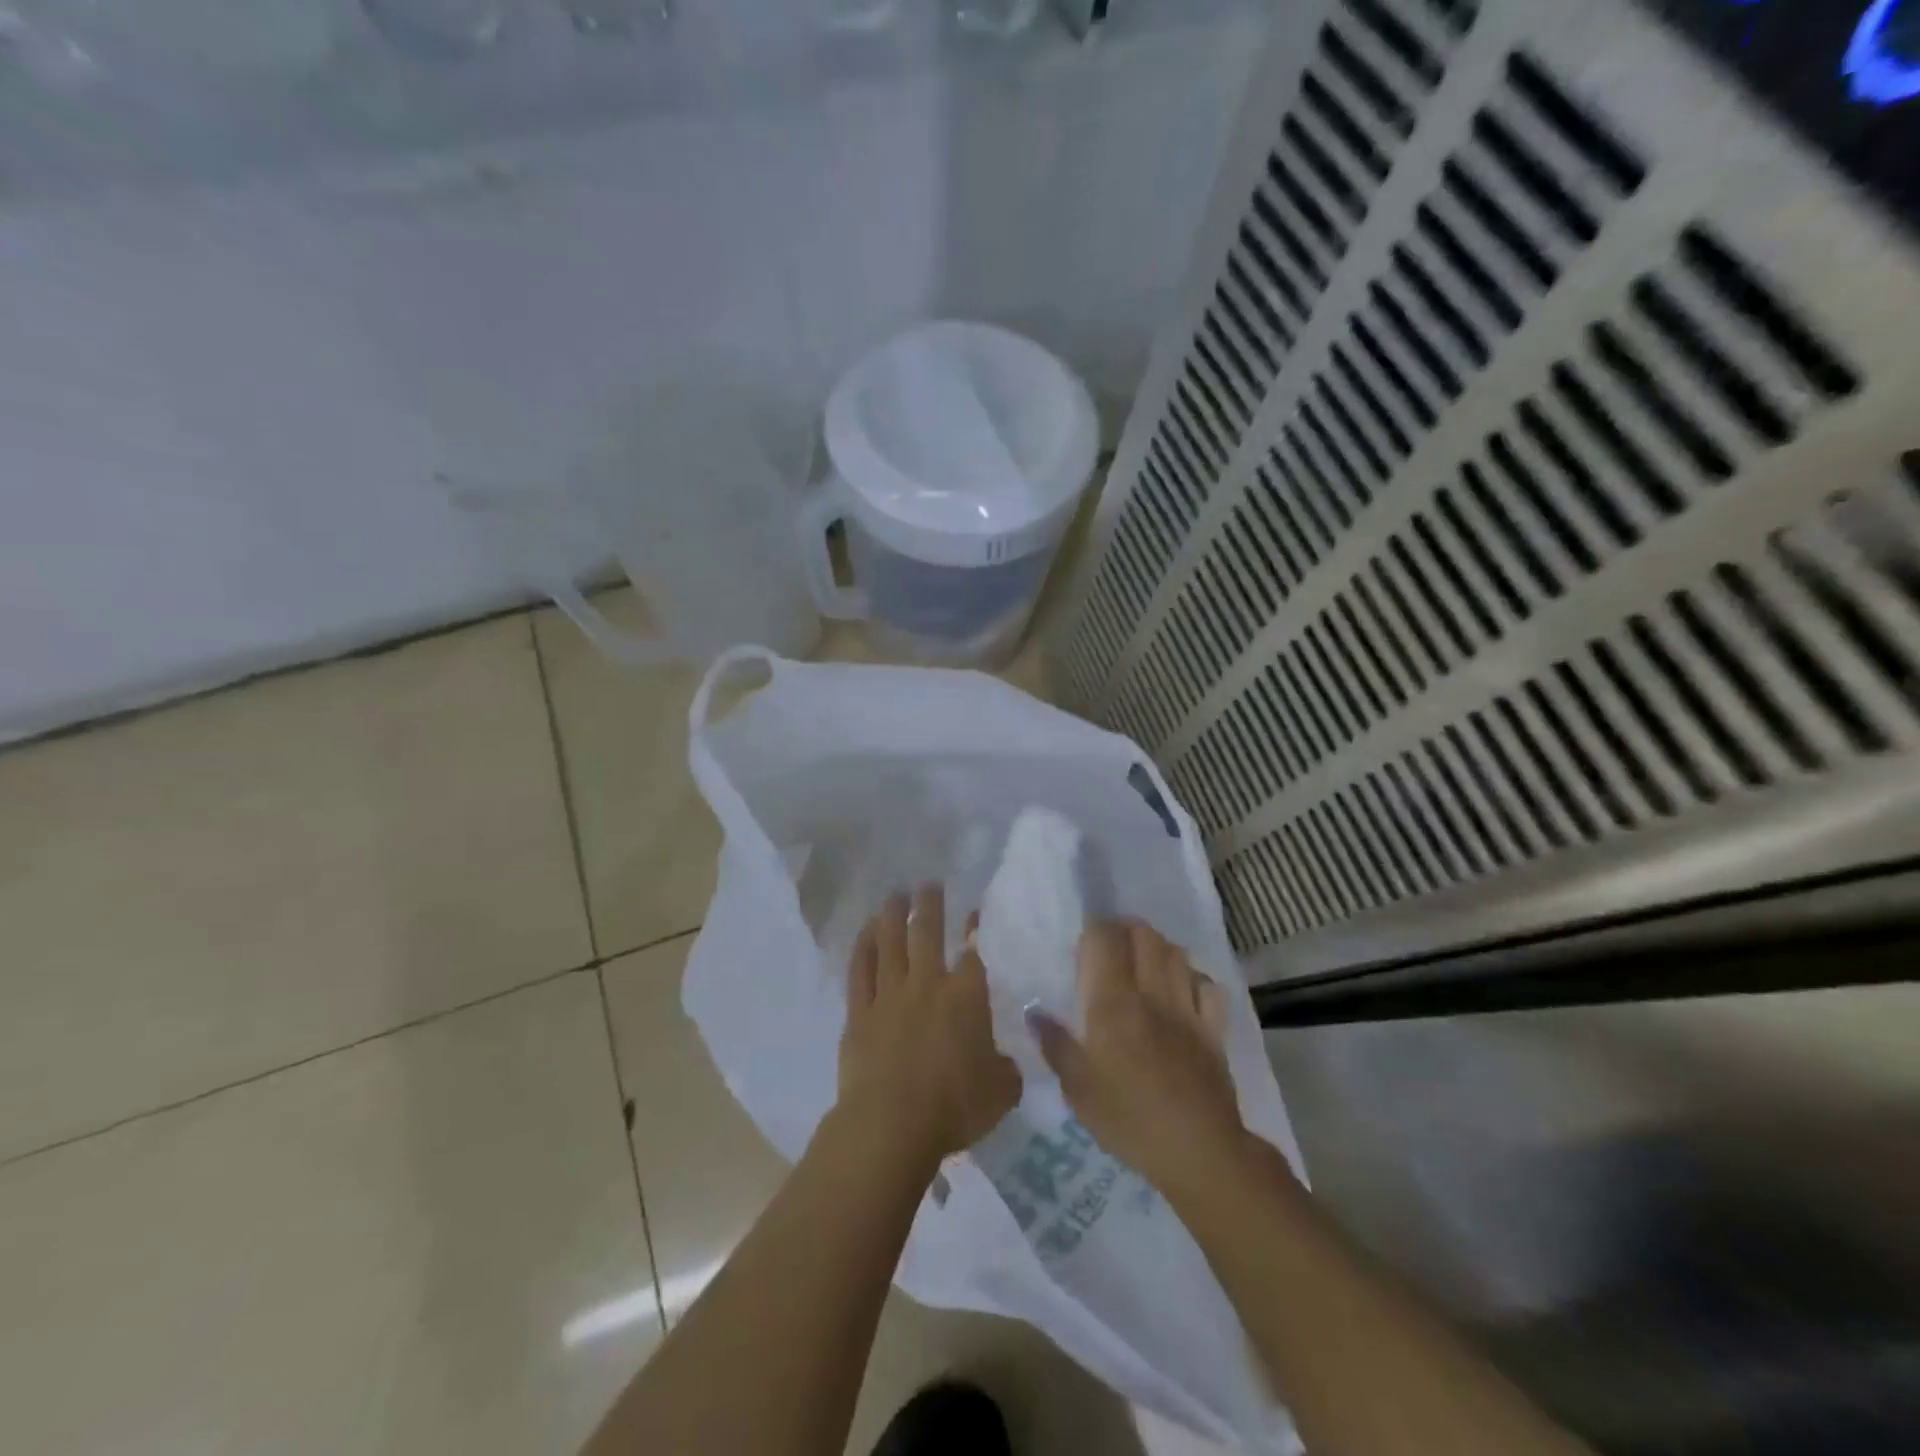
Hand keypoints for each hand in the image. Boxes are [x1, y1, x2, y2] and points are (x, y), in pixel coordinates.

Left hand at [836, 886, 1021, 1174]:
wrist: (891, 1123)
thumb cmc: (954, 1107)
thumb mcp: (1001, 1092)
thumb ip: (1005, 1070)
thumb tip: (1003, 1062)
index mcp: (965, 997)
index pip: (973, 952)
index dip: (975, 930)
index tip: (974, 912)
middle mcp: (926, 984)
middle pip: (926, 933)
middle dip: (929, 905)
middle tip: (928, 883)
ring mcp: (889, 995)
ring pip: (889, 943)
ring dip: (892, 915)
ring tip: (895, 894)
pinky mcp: (859, 1012)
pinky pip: (860, 970)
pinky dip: (863, 946)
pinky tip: (865, 931)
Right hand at [1033, 920, 1247, 1196]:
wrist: (1198, 1150)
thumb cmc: (1128, 1119)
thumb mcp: (1078, 1090)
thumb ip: (1055, 1045)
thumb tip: (1034, 1012)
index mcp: (1113, 1004)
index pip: (1104, 940)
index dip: (1094, 929)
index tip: (1083, 940)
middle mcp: (1151, 994)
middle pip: (1144, 935)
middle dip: (1126, 929)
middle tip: (1111, 944)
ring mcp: (1187, 1008)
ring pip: (1176, 953)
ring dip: (1158, 947)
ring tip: (1143, 959)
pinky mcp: (1213, 1029)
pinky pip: (1207, 986)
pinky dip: (1192, 977)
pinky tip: (1182, 988)